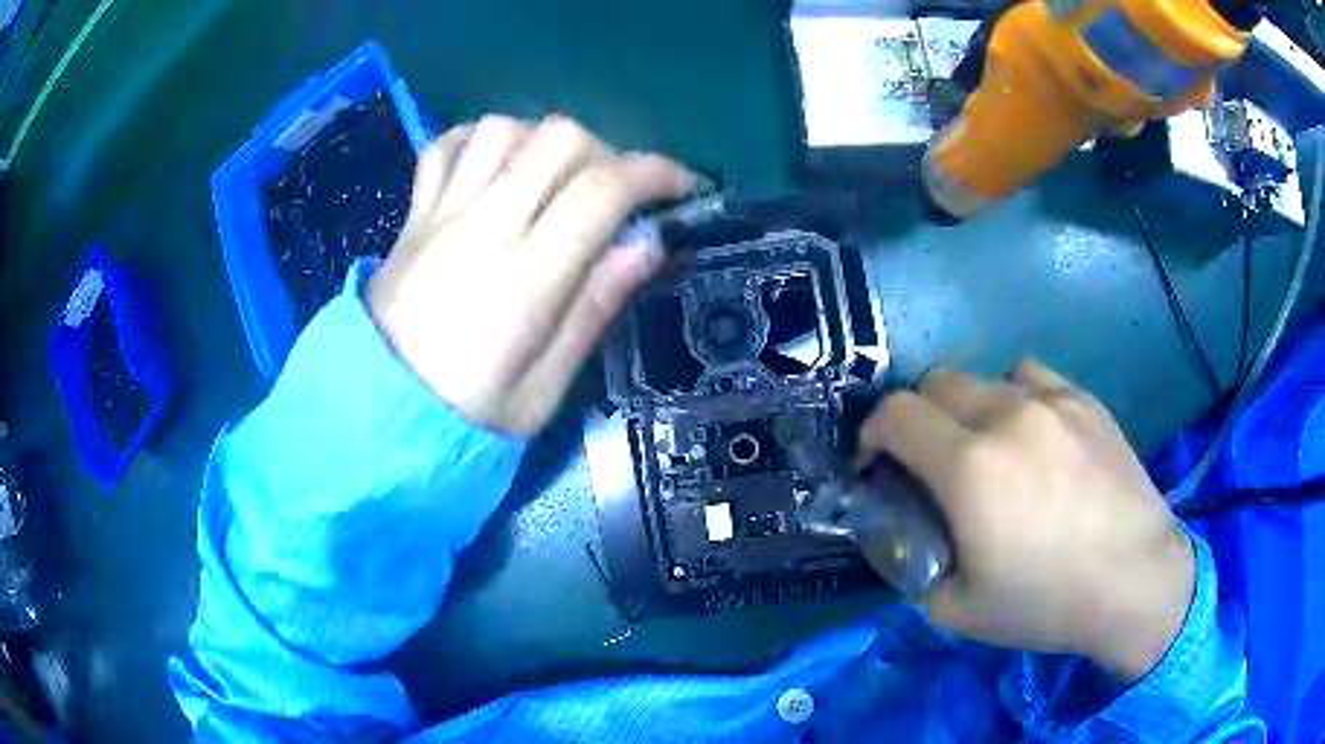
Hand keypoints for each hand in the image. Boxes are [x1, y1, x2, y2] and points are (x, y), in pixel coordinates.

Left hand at [368, 116, 692, 434]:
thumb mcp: (544, 389)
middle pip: (558, 138)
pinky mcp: (413, 214)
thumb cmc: (468, 414)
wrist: (376, 414)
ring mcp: (440, 212)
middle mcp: (483, 226)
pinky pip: (446, 146)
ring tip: (556, 179)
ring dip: (544, 141)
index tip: (683, 188)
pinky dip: (481, 140)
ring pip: (503, 128)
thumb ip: (594, 308)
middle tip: (616, 194)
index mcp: (524, 278)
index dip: (655, 173)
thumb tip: (649, 243)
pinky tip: (498, 166)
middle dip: (607, 152)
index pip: (602, 189)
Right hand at [858, 360, 1195, 682]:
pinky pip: (1031, 378)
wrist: (1135, 579)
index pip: (896, 414)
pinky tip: (1033, 436)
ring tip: (988, 448)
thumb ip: (912, 566)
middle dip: (917, 416)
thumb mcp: (957, 610)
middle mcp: (1006, 416)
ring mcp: (1051, 400)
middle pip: (936, 382)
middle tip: (930, 461)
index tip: (878, 464)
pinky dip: (1015, 398)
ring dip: (968, 407)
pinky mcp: (1083, 400)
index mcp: (970, 468)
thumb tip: (897, 532)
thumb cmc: (1047, 602)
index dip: (873, 433)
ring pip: (985, 376)